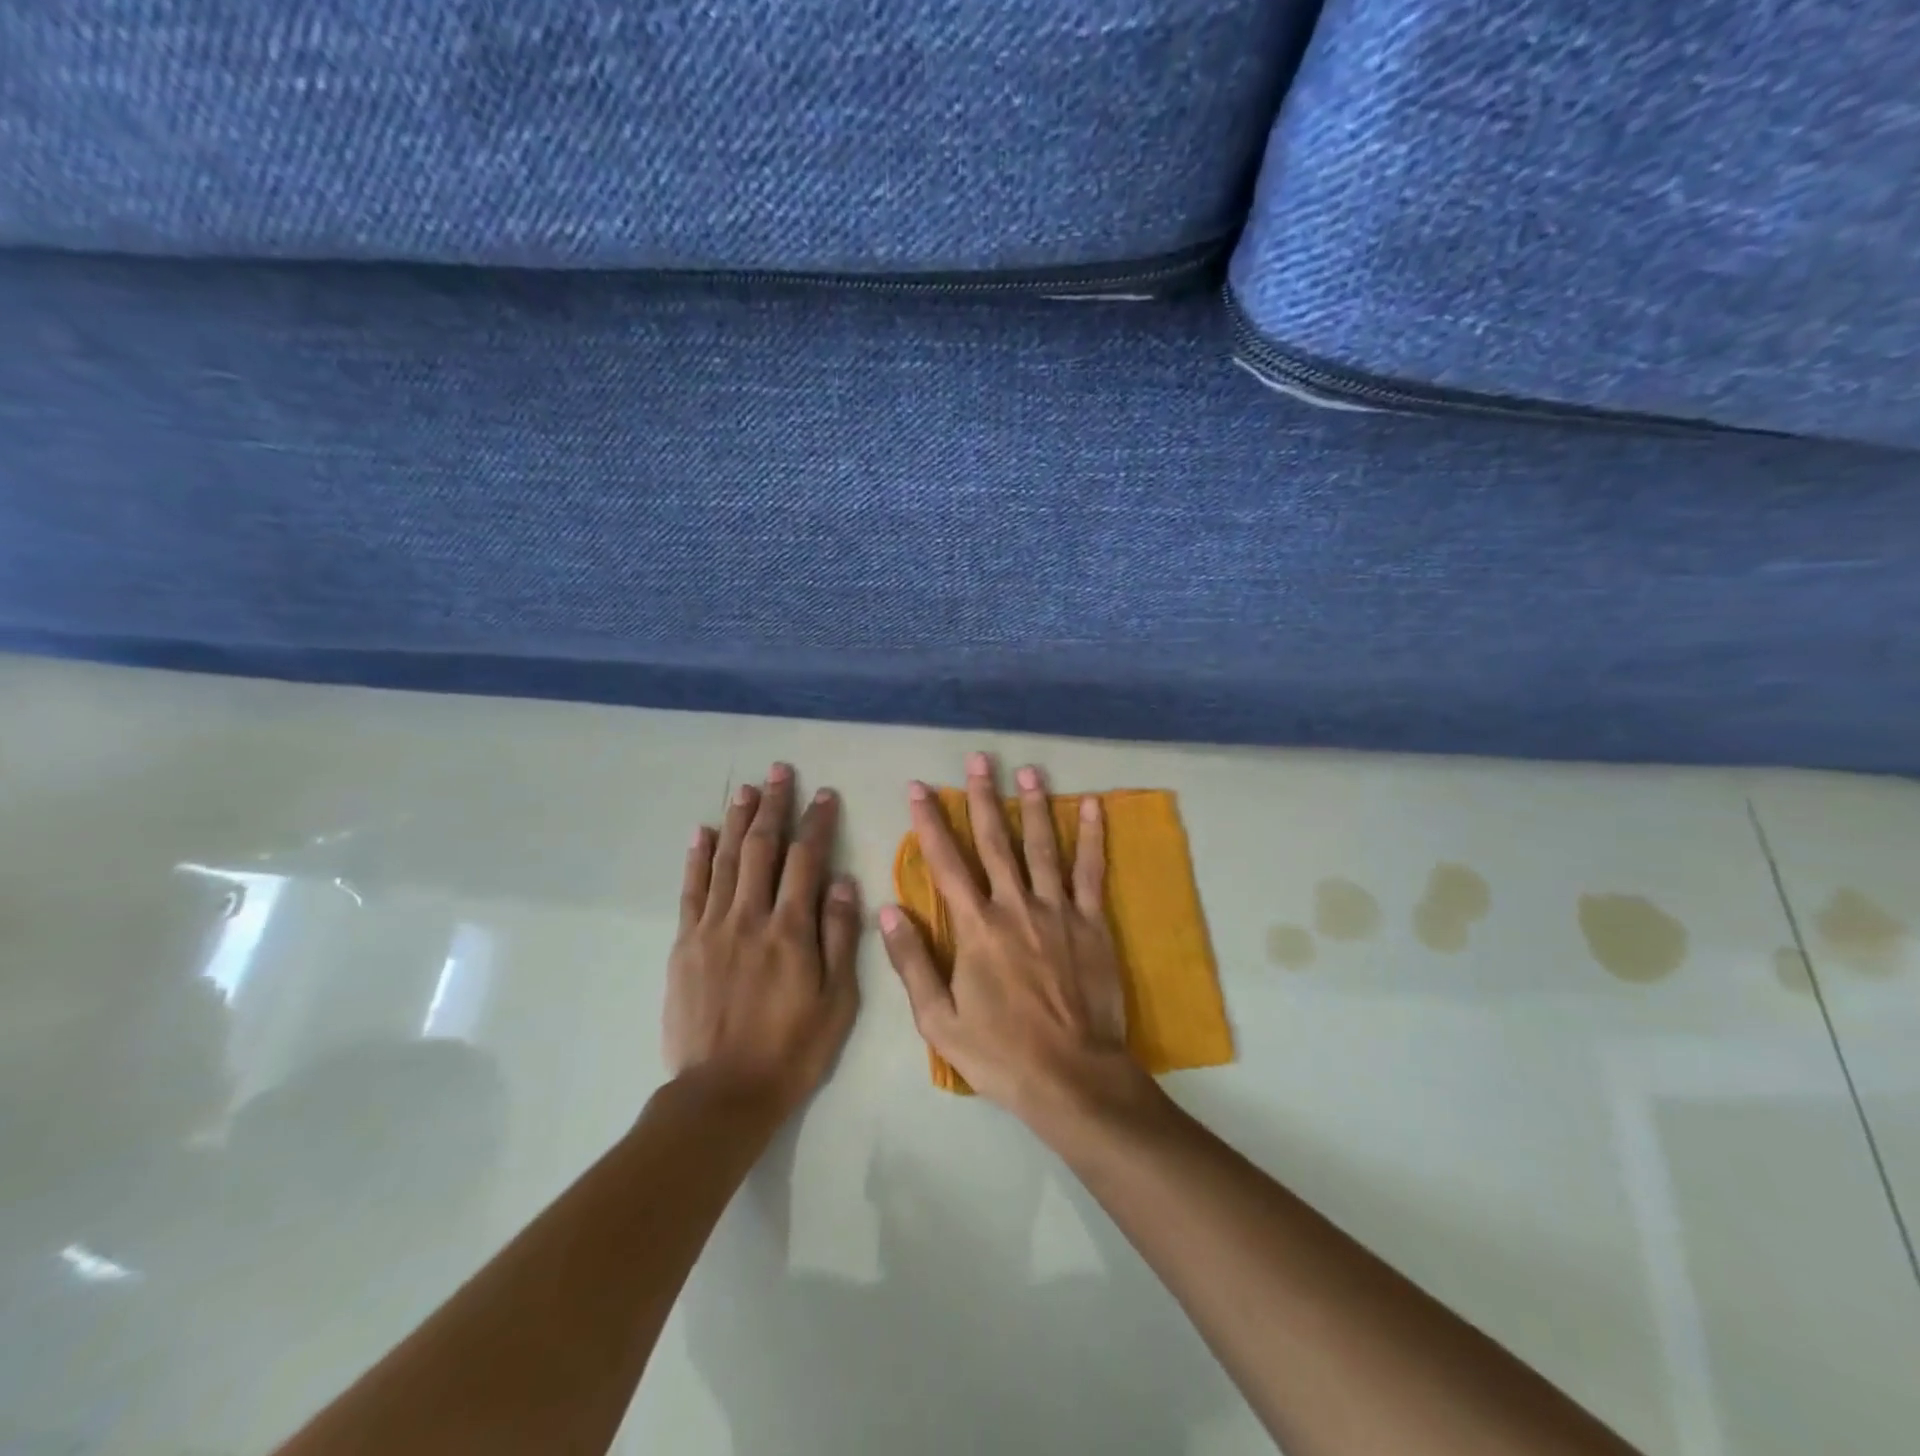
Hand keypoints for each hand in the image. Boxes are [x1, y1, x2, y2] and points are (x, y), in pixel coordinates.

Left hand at [665, 763, 860, 1117]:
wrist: (723, 1094)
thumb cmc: (793, 1050)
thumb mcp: (837, 1001)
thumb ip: (840, 938)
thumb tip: (844, 882)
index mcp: (791, 930)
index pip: (806, 860)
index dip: (816, 823)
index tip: (824, 794)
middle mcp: (750, 917)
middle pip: (762, 848)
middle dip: (772, 806)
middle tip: (779, 772)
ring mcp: (712, 928)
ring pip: (725, 860)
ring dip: (736, 820)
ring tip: (745, 789)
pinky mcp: (685, 944)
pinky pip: (691, 891)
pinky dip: (697, 858)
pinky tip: (701, 833)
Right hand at [879, 752, 1145, 1120]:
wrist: (1072, 1077)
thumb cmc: (1000, 1053)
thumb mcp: (939, 1020)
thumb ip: (912, 962)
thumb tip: (888, 910)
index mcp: (976, 927)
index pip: (946, 862)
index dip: (930, 822)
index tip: (920, 787)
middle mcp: (1015, 906)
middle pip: (995, 841)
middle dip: (982, 797)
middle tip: (978, 759)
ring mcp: (1058, 910)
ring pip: (1042, 846)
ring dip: (1033, 805)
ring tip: (1027, 770)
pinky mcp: (1092, 923)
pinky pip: (1091, 872)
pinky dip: (1090, 837)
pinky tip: (1090, 806)